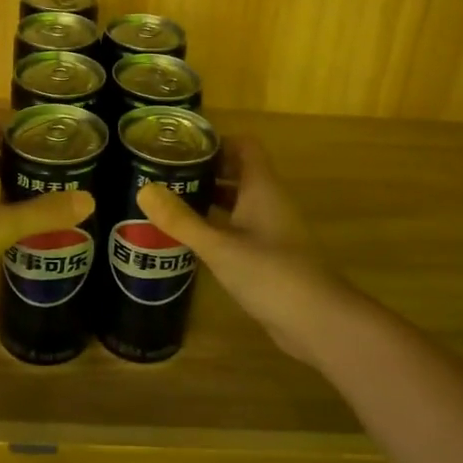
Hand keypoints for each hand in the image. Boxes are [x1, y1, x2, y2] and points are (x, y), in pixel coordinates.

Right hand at [137, 136, 360, 367]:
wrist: (317, 321)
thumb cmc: (270, 273)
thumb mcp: (219, 246)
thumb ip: (181, 219)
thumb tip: (144, 190)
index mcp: (262, 188)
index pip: (243, 146)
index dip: (215, 141)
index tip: (181, 146)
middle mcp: (269, 201)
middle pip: (238, 172)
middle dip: (205, 169)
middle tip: (167, 173)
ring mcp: (272, 229)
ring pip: (238, 201)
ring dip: (210, 198)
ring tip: (171, 201)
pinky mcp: (270, 255)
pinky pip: (240, 227)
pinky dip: (218, 225)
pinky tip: (192, 238)